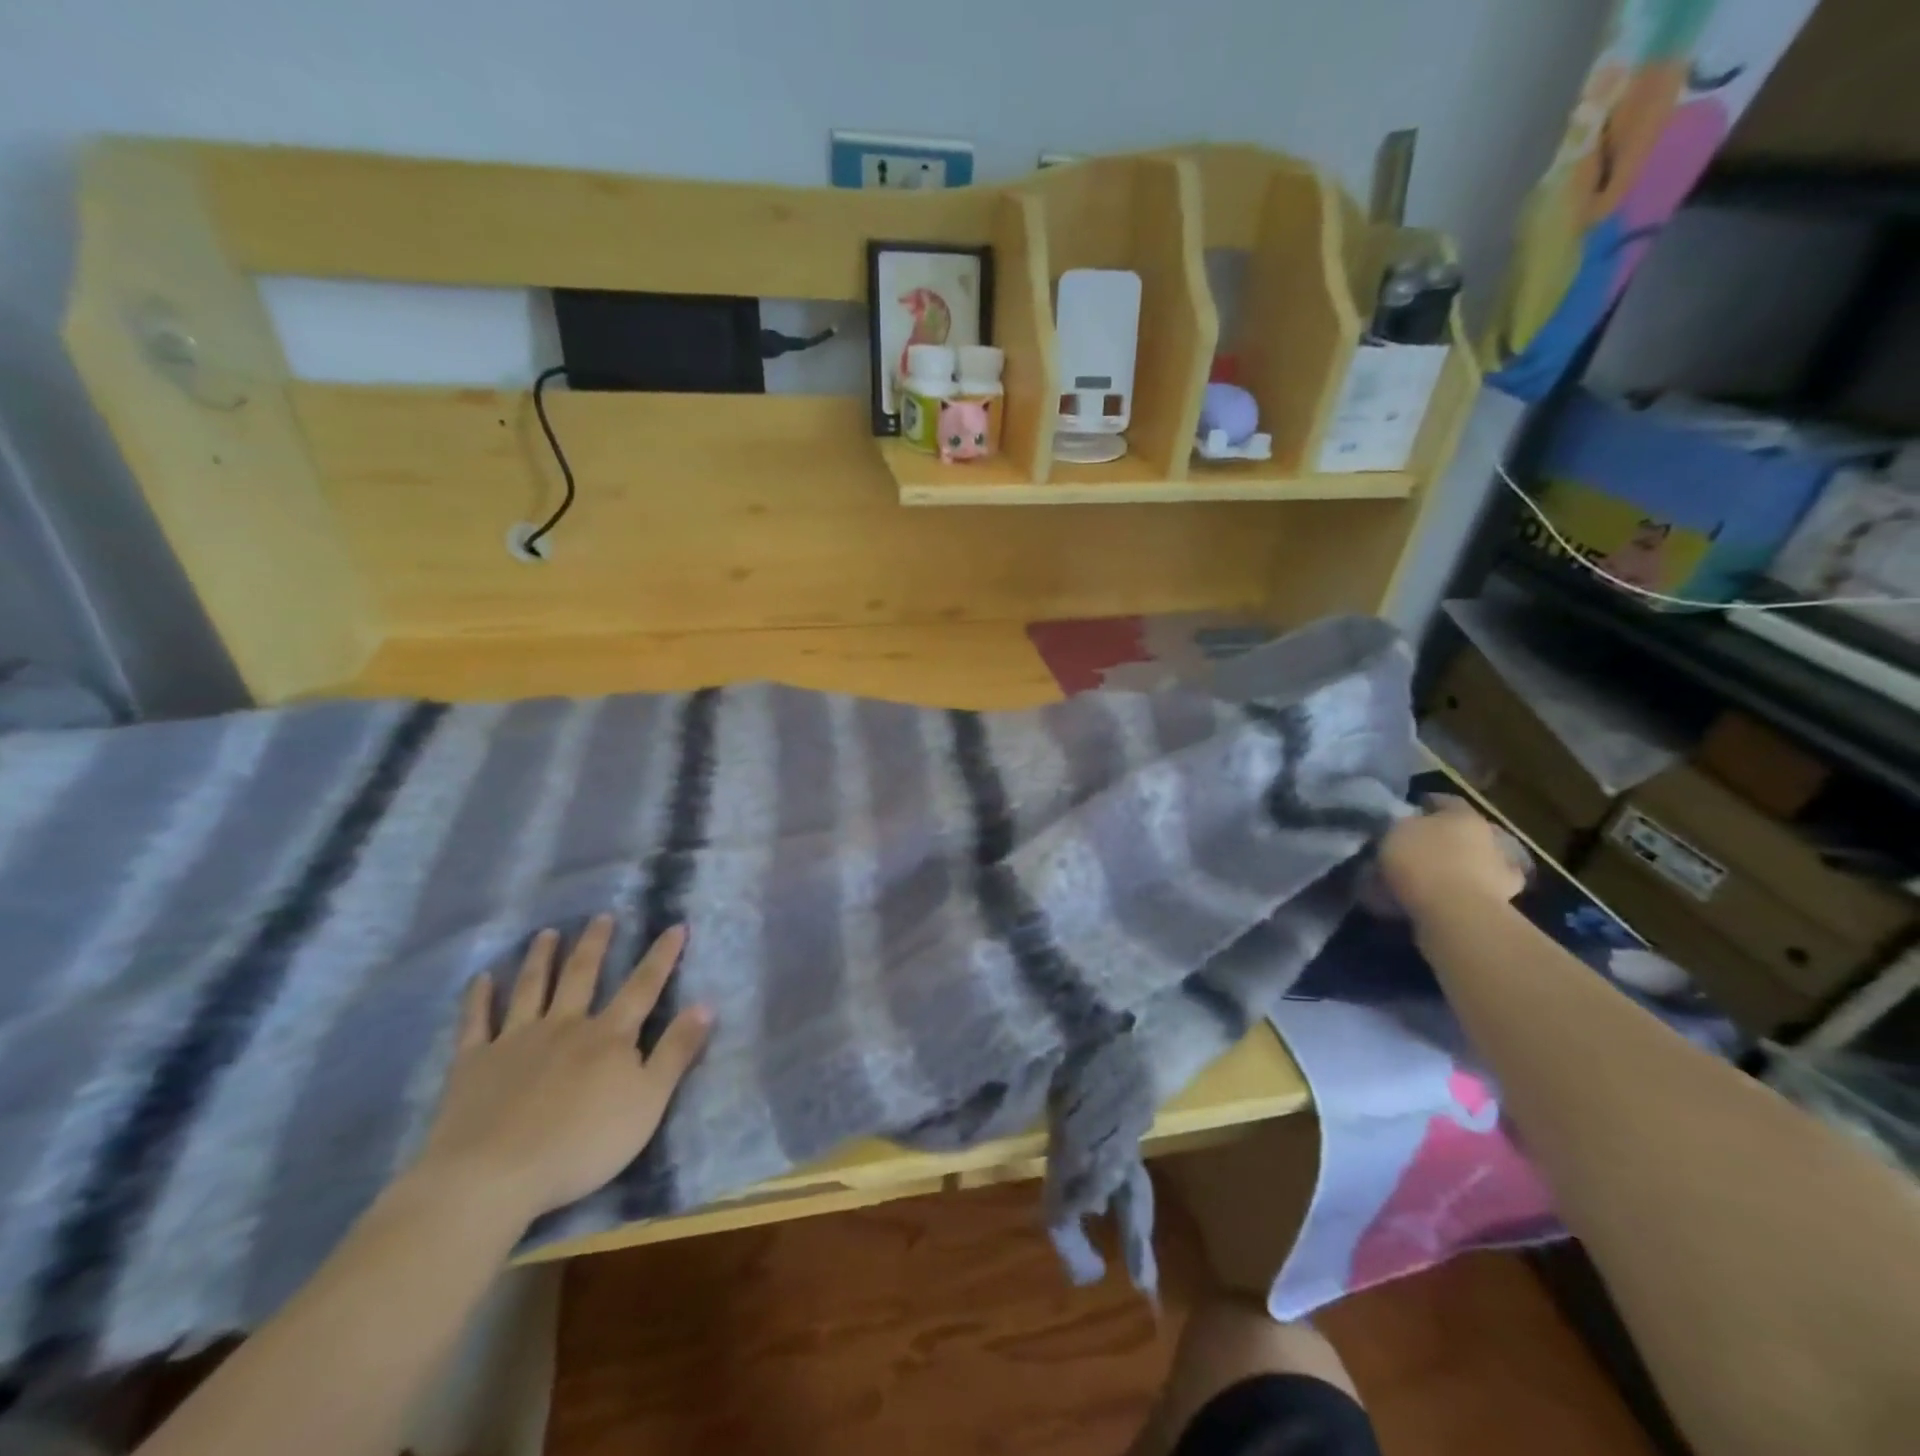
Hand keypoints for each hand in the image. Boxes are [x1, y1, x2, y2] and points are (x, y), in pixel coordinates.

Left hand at [413, 917, 711, 1224]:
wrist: (493, 1176)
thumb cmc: (582, 1143)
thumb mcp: (648, 1101)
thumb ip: (677, 1051)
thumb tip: (707, 1004)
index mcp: (609, 1036)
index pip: (643, 986)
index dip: (662, 955)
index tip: (675, 926)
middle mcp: (565, 1025)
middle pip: (582, 975)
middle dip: (595, 944)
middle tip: (601, 916)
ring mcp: (516, 1040)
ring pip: (532, 988)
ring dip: (541, 958)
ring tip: (546, 934)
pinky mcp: (473, 1063)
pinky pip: (476, 1022)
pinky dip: (479, 998)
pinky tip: (482, 978)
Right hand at [1379, 795, 1525, 917]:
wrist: (1457, 913)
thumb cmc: (1422, 862)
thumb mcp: (1393, 832)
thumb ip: (1398, 825)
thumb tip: (1399, 824)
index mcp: (1463, 815)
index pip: (1445, 800)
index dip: (1426, 803)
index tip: (1408, 810)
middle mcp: (1488, 837)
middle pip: (1463, 831)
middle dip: (1442, 837)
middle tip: (1416, 845)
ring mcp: (1499, 870)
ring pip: (1473, 861)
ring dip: (1454, 865)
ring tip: (1425, 876)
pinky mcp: (1501, 902)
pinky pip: (1474, 891)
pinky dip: (1460, 892)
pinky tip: (1440, 898)